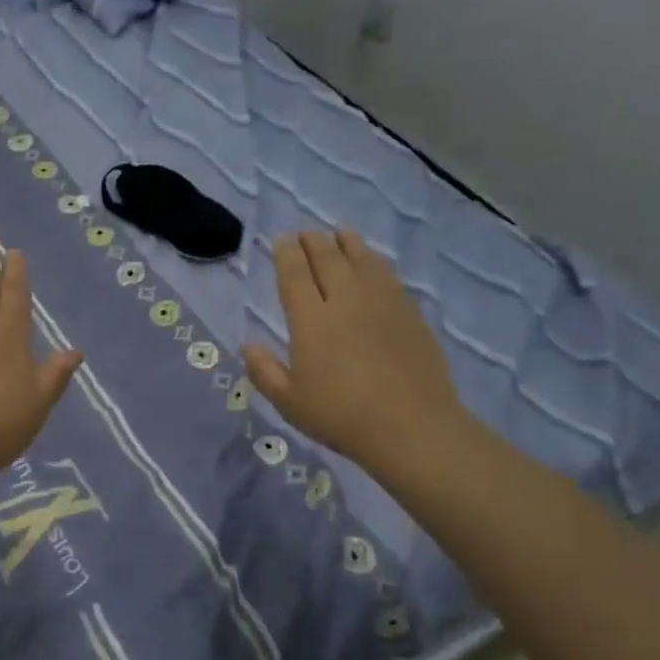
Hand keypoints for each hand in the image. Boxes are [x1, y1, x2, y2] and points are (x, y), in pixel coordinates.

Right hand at [240, 231, 474, 486]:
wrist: (412, 427)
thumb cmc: (341, 416)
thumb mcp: (289, 401)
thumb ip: (264, 371)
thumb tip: (247, 346)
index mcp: (310, 320)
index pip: (295, 275)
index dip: (286, 255)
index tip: (282, 239)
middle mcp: (345, 301)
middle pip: (328, 260)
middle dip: (314, 242)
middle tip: (306, 232)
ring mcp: (381, 304)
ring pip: (361, 261)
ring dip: (347, 244)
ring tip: (340, 233)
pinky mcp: (410, 314)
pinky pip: (388, 276)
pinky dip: (375, 262)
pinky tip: (373, 263)